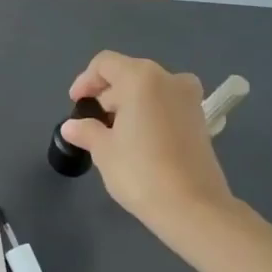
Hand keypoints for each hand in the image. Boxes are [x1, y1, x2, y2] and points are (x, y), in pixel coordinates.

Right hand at [61, 51, 236, 246]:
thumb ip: (86, 131)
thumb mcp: (104, 150)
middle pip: (129, 74)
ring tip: (114, 133)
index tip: (76, 104)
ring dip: (129, 104)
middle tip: (93, 122)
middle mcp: (169, 79)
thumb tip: (72, 127)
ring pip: (150, 89)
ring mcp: (189, 98)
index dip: (85, 81)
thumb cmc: (140, 171)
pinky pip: (166, 104)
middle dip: (107, 94)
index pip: (105, 64)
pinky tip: (138, 140)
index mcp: (141, 78)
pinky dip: (149, 113)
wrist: (194, 208)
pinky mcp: (200, 120)